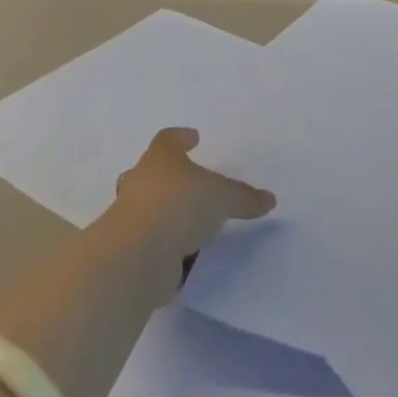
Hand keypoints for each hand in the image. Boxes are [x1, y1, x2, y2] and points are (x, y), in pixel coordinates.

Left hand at [115, 128, 274, 259]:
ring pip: (146, 210)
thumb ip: (244, 198)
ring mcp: (129, 220)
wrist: (135, 258)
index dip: (181, 137)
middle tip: (183, 181)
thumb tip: (269, 199)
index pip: (168, 140)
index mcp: (160, 160)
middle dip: (164, 176)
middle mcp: (140, 184)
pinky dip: (165, 248)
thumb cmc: (178, 206)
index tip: (193, 138)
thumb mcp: (223, 198)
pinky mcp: (128, 254)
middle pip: (148, 173)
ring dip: (163, 215)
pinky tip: (185, 257)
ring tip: (190, 223)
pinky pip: (150, 245)